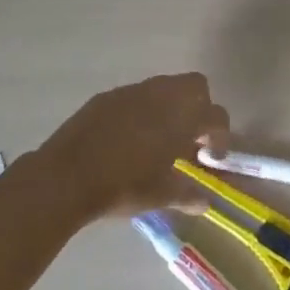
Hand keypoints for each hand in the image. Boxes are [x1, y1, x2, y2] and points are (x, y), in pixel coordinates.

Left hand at [33, 72, 229, 223]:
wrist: (68, 174)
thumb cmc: (123, 185)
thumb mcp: (160, 196)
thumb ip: (187, 195)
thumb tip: (203, 202)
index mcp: (182, 117)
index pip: (216, 117)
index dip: (220, 137)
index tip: (211, 159)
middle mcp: (162, 95)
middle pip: (196, 86)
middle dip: (200, 108)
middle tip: (190, 137)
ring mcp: (134, 91)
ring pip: (165, 87)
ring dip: (170, 107)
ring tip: (159, 137)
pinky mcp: (109, 95)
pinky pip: (136, 95)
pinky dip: (142, 110)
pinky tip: (129, 136)